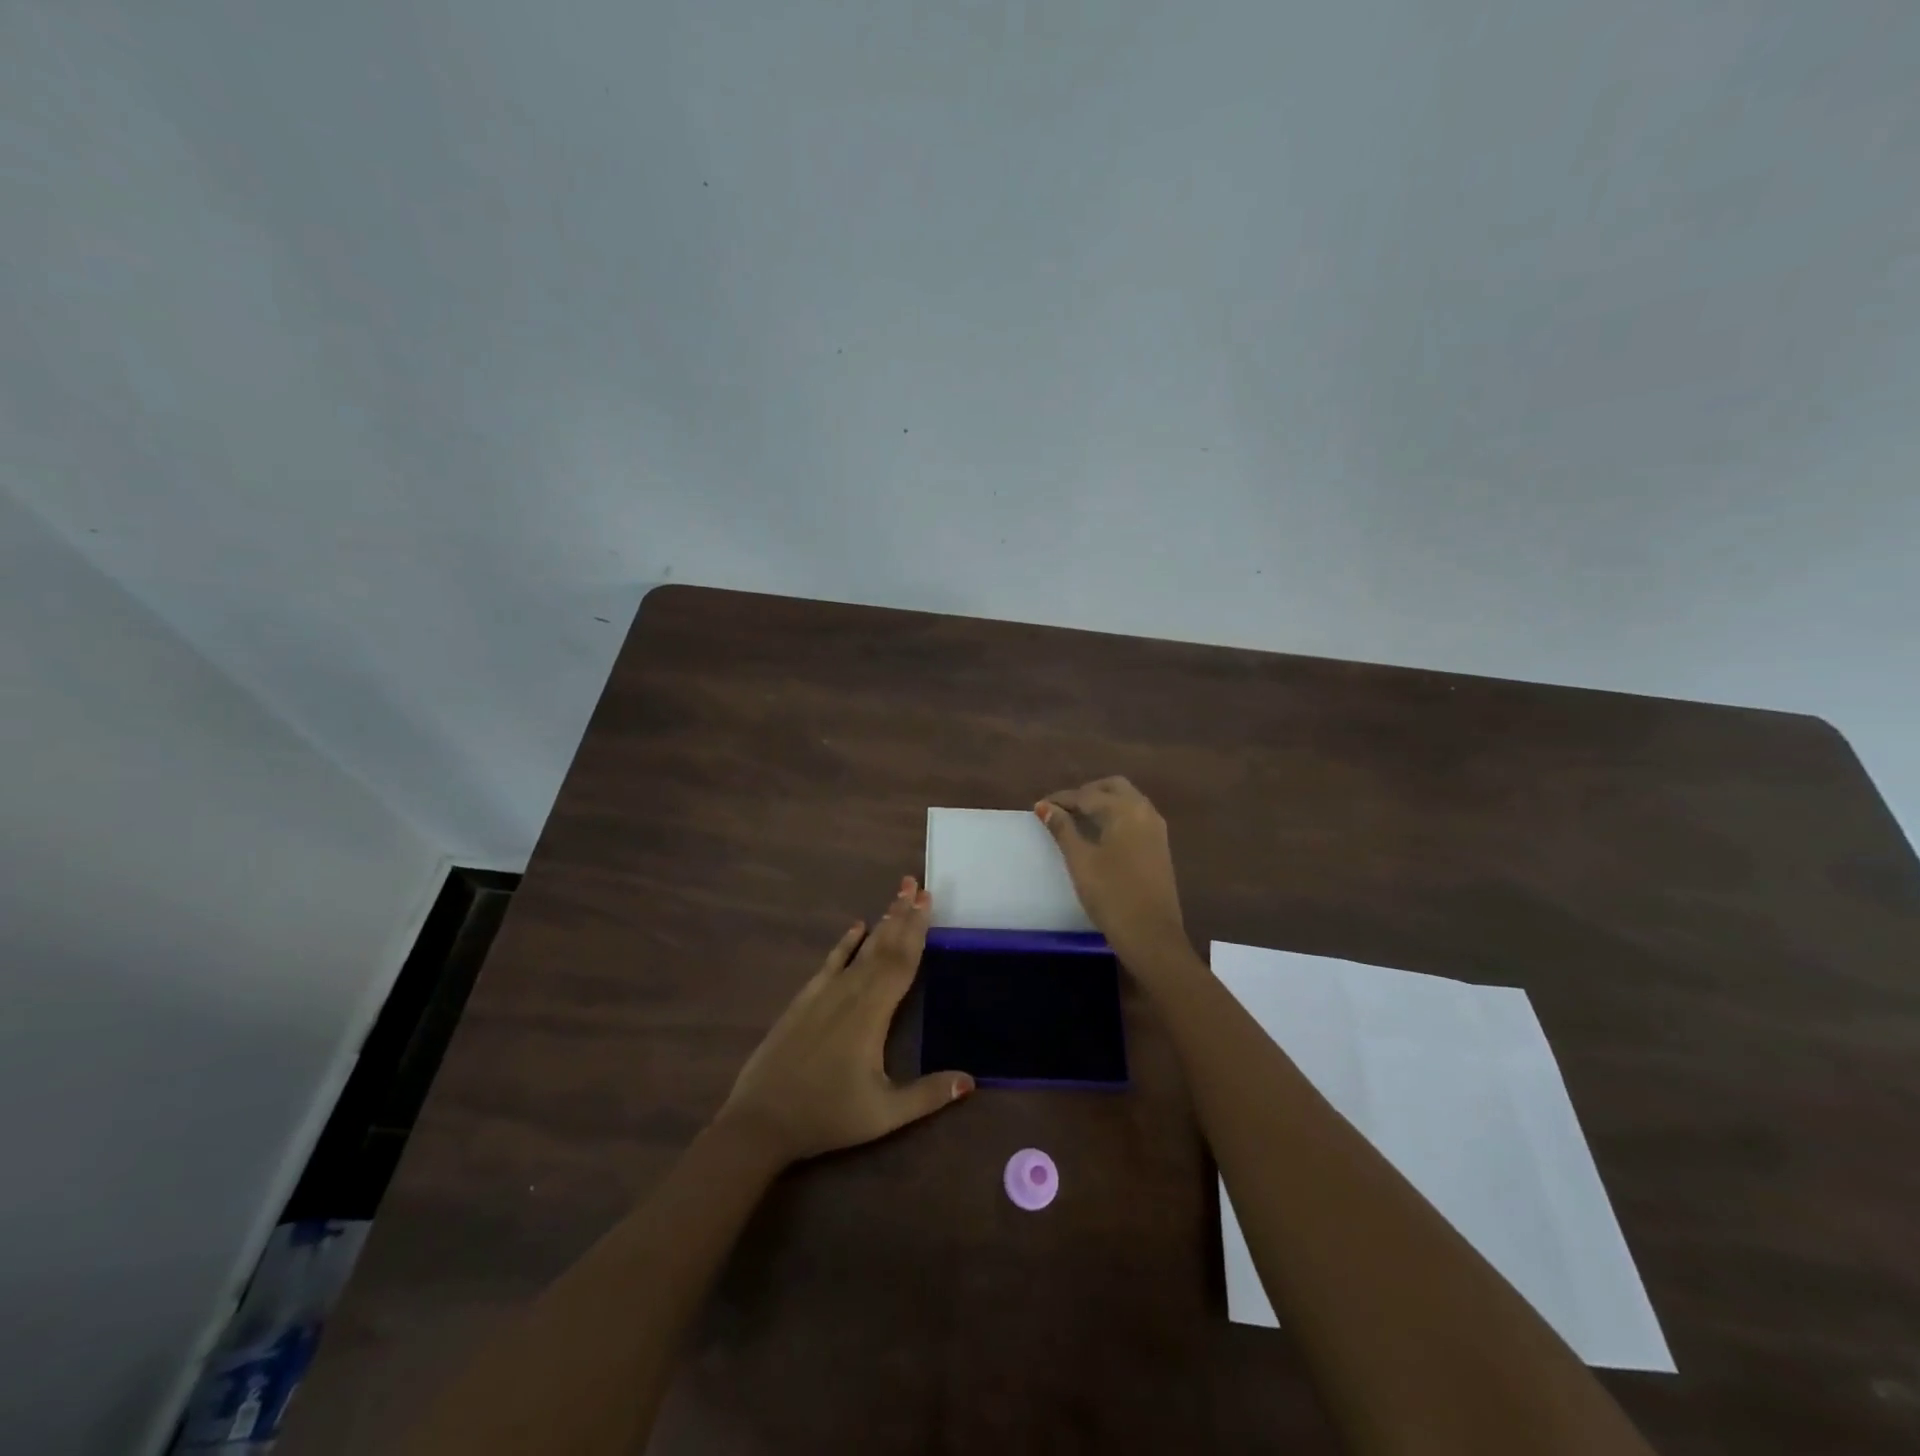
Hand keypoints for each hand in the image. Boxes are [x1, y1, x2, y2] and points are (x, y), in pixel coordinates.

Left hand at [717, 876, 972, 1165]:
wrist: (760, 1120)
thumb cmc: (827, 1115)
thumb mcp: (883, 1113)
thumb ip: (927, 1095)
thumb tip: (970, 1080)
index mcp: (873, 1014)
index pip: (901, 962)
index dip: (917, 930)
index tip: (927, 901)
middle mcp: (850, 993)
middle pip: (883, 946)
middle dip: (902, 915)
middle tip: (917, 884)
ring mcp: (824, 993)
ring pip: (860, 950)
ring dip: (881, 923)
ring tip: (897, 897)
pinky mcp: (804, 1000)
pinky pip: (831, 962)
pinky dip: (845, 943)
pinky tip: (856, 927)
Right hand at [1036, 777, 1187, 960]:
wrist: (1151, 935)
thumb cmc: (1111, 895)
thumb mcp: (1080, 860)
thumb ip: (1063, 829)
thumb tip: (1045, 807)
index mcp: (1126, 810)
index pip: (1087, 795)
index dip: (1061, 800)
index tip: (1039, 807)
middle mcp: (1145, 811)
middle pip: (1113, 788)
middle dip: (1086, 793)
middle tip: (1061, 809)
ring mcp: (1156, 829)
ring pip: (1127, 800)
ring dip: (1102, 802)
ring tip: (1076, 820)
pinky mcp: (1159, 846)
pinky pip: (1135, 817)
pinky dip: (1115, 815)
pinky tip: (1099, 833)